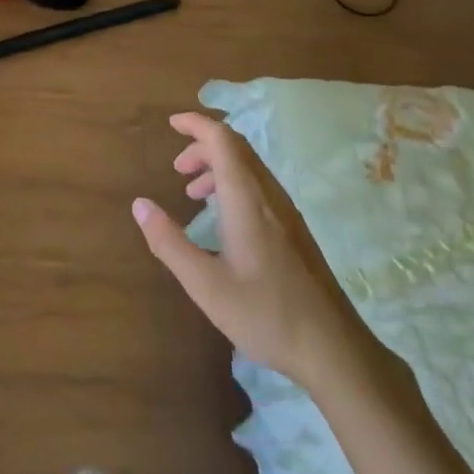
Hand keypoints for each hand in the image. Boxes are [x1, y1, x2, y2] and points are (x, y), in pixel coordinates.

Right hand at [132, 112, 394, 394]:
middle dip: (203, 146)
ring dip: (218, 166)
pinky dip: (234, 184)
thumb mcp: (205, 285)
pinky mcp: (295, 229)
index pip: (222, 139)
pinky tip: (224, 219)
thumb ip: (169, 242)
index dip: (196, 124)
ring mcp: (287, 211)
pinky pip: (260, 186)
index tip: (171, 124)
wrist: (334, 349)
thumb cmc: (265, 314)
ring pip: (249, 167)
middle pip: (236, 148)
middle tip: (178, 169)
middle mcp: (269, 195)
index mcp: (246, 199)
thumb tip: (140, 204)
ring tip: (193, 193)